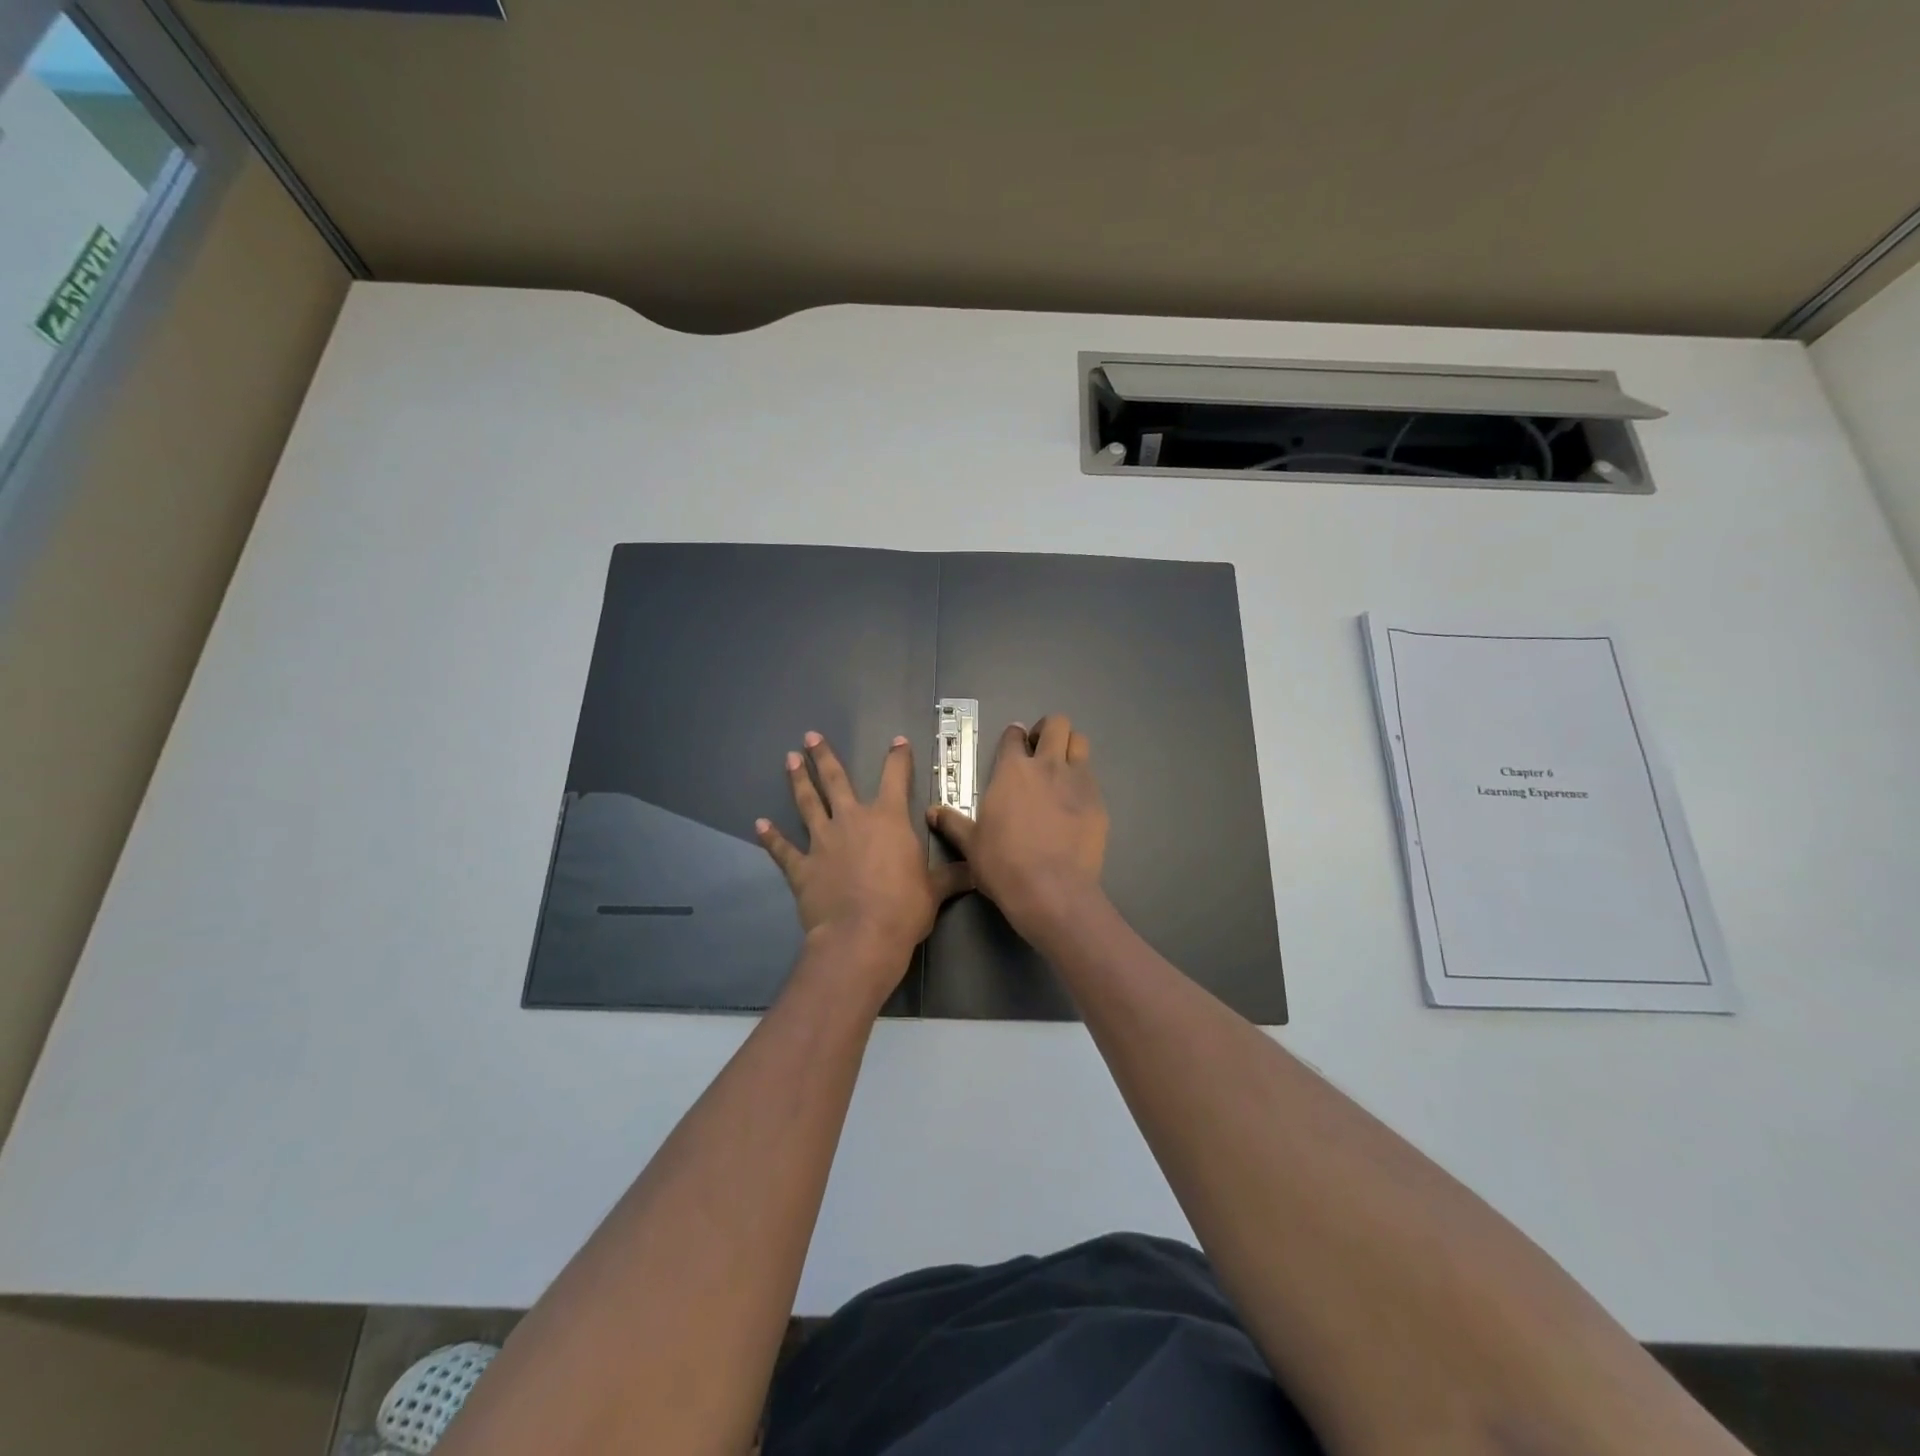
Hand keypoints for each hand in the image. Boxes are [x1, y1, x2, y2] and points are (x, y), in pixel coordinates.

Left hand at [757, 732, 971, 998]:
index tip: (897, 741)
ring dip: (798, 781)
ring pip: (808, 803)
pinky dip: (771, 837)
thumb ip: (953, 875)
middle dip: (824, 756)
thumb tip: (977, 870)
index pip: (896, 778)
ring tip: (790, 759)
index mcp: (889, 819)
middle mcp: (853, 820)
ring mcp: (823, 842)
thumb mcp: (936, 890)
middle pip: (836, 781)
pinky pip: (783, 849)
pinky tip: (759, 825)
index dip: (898, 758)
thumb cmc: (904, 908)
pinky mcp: (802, 867)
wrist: (861, 937)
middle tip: (811, 736)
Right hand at [927, 715, 1107, 940]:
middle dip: (1048, 730)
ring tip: (1061, 767)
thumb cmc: (1003, 864)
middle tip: (1040, 748)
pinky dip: (1083, 781)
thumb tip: (932, 812)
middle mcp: (1047, 766)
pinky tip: (1075, 802)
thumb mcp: (970, 844)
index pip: (1014, 736)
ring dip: (1070, 747)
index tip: (1014, 743)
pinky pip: (1092, 778)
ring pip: (1080, 743)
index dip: (1014, 736)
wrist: (1051, 890)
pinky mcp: (1098, 802)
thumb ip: (953, 823)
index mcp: (1012, 770)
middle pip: (1056, 724)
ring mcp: (1077, 782)